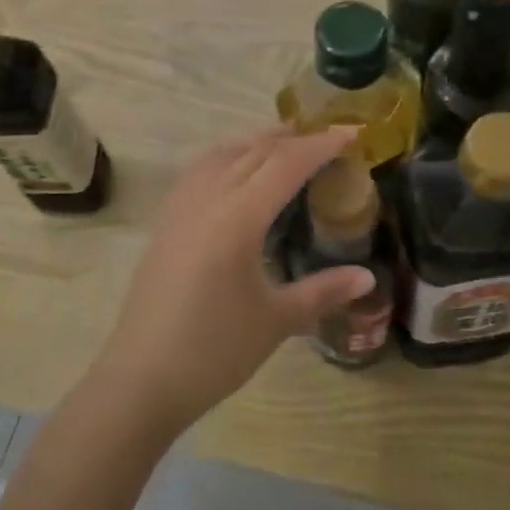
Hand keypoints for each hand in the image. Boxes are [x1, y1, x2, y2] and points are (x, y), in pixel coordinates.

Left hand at [85, 127, 376, 438]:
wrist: (142, 378)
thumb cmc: (214, 351)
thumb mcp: (276, 321)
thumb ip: (323, 291)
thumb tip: (368, 277)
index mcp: (238, 218)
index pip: (286, 163)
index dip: (321, 144)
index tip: (352, 132)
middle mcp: (207, 199)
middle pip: (254, 151)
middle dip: (293, 138)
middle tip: (328, 139)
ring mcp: (180, 207)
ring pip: (222, 154)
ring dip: (257, 142)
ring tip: (286, 145)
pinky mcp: (165, 221)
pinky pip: (200, 170)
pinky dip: (227, 156)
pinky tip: (237, 172)